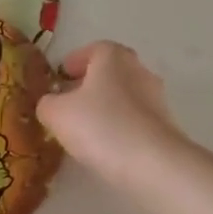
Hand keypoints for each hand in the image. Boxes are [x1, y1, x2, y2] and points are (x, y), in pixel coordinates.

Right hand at [36, 42, 183, 186]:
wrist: (153, 164)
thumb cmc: (100, 126)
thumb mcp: (57, 114)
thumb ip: (47, 103)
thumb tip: (51, 104)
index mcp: (113, 57)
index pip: (93, 49)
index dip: (74, 62)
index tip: (60, 78)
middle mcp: (138, 69)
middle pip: (110, 72)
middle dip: (89, 85)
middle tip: (69, 103)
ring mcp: (156, 98)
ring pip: (123, 97)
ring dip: (105, 108)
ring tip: (85, 130)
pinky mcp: (165, 125)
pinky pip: (134, 120)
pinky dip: (120, 127)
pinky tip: (106, 147)